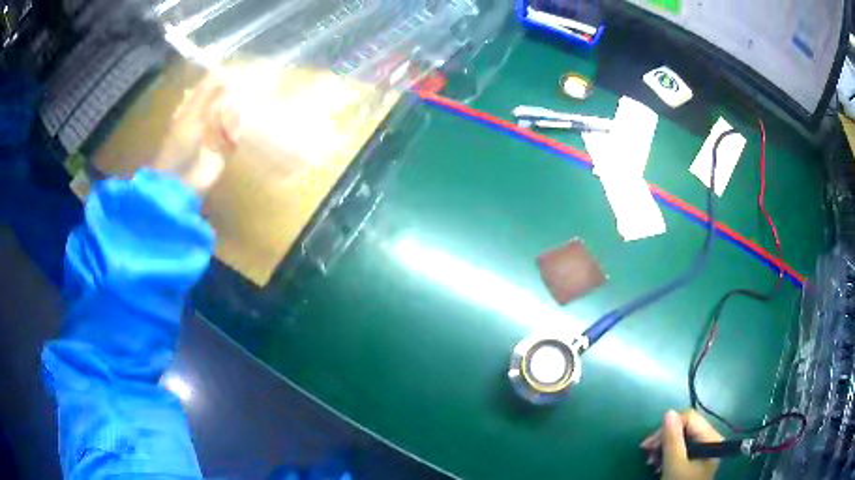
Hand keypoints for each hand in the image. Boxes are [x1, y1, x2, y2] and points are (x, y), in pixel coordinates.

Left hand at [151, 74, 239, 194]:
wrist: (181, 183)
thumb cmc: (180, 145)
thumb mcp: (192, 114)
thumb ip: (208, 92)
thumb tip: (226, 69)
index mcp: (191, 108)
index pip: (209, 88)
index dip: (221, 82)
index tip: (236, 76)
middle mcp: (202, 118)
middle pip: (223, 101)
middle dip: (229, 105)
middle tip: (230, 111)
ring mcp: (212, 135)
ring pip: (230, 117)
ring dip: (233, 122)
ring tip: (230, 133)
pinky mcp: (222, 150)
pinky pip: (235, 135)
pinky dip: (236, 135)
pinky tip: (233, 141)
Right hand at [640, 410, 723, 479]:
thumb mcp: (675, 465)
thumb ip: (673, 439)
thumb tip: (669, 412)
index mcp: (711, 437)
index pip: (690, 418)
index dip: (668, 427)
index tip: (648, 444)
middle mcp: (710, 438)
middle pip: (685, 427)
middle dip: (664, 438)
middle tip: (646, 451)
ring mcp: (703, 449)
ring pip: (681, 437)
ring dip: (663, 447)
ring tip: (650, 461)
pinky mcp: (696, 458)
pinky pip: (681, 447)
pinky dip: (667, 454)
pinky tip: (657, 464)